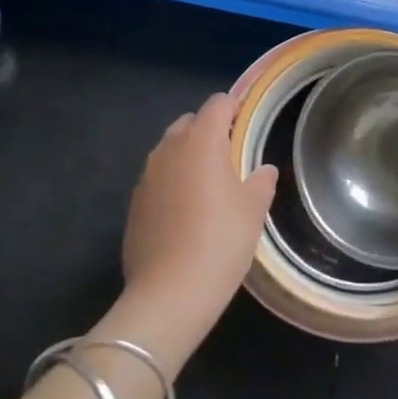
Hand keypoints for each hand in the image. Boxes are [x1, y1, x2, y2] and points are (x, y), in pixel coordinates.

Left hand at [117, 93, 277, 364]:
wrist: (169, 295)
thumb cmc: (220, 242)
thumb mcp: (253, 210)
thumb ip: (261, 181)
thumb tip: (263, 170)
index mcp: (201, 140)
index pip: (217, 104)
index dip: (235, 108)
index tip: (249, 124)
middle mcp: (169, 149)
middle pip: (190, 122)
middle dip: (209, 130)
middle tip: (231, 157)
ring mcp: (146, 176)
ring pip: (170, 150)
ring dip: (188, 156)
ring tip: (209, 185)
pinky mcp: (134, 203)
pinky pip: (158, 178)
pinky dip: (172, 182)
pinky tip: (185, 212)